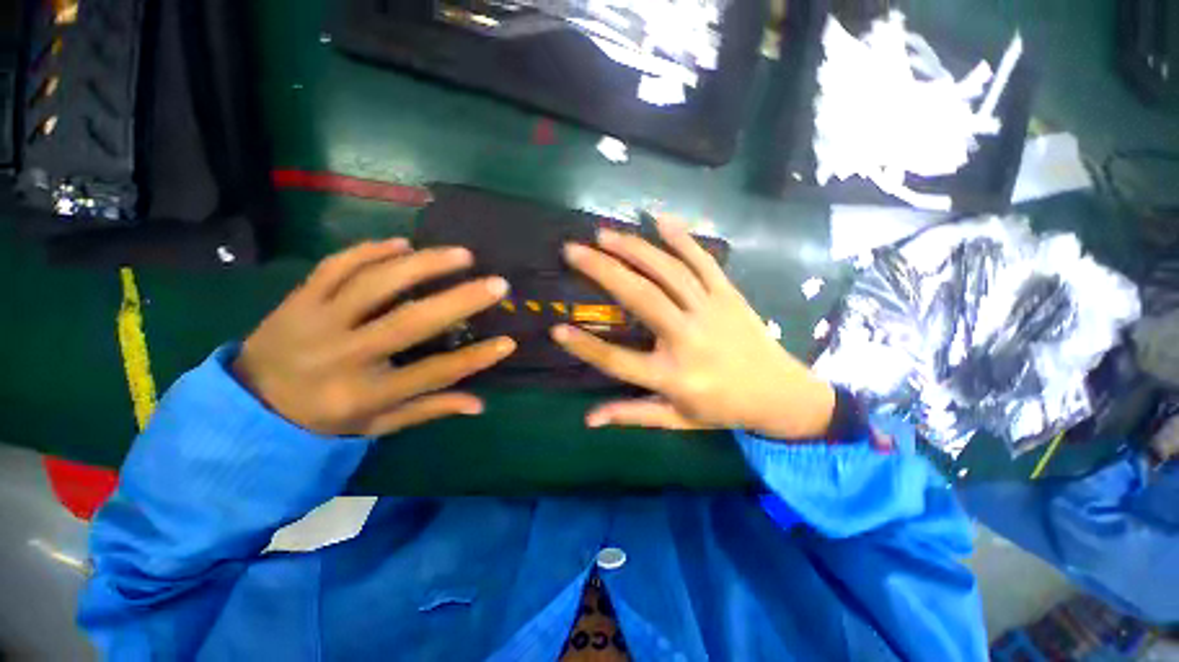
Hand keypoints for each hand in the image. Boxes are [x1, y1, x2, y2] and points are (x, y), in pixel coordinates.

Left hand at [234, 238, 515, 436]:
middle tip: (497, 284)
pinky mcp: (298, 298)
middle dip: (460, 300)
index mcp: (365, 393)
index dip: (475, 358)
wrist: (247, 404)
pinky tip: (403, 244)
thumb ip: (429, 410)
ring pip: (375, 283)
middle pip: (409, 322)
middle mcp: (344, 355)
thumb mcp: (378, 425)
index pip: (433, 373)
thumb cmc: (323, 418)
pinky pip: (336, 266)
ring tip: (461, 255)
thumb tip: (479, 404)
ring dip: (423, 264)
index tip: (509, 342)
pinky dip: (371, 251)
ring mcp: (317, 321)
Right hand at [551, 218, 834, 439]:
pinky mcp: (728, 294)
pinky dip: (681, 238)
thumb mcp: (676, 420)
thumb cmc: (722, 409)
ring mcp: (710, 310)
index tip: (556, 329)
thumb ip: (631, 415)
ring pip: (667, 271)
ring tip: (603, 235)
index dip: (585, 347)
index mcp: (673, 375)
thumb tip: (588, 420)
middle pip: (640, 298)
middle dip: (602, 270)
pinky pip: (703, 261)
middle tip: (573, 250)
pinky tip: (658, 219)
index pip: (618, 360)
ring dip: (633, 249)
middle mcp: (688, 338)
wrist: (781, 394)